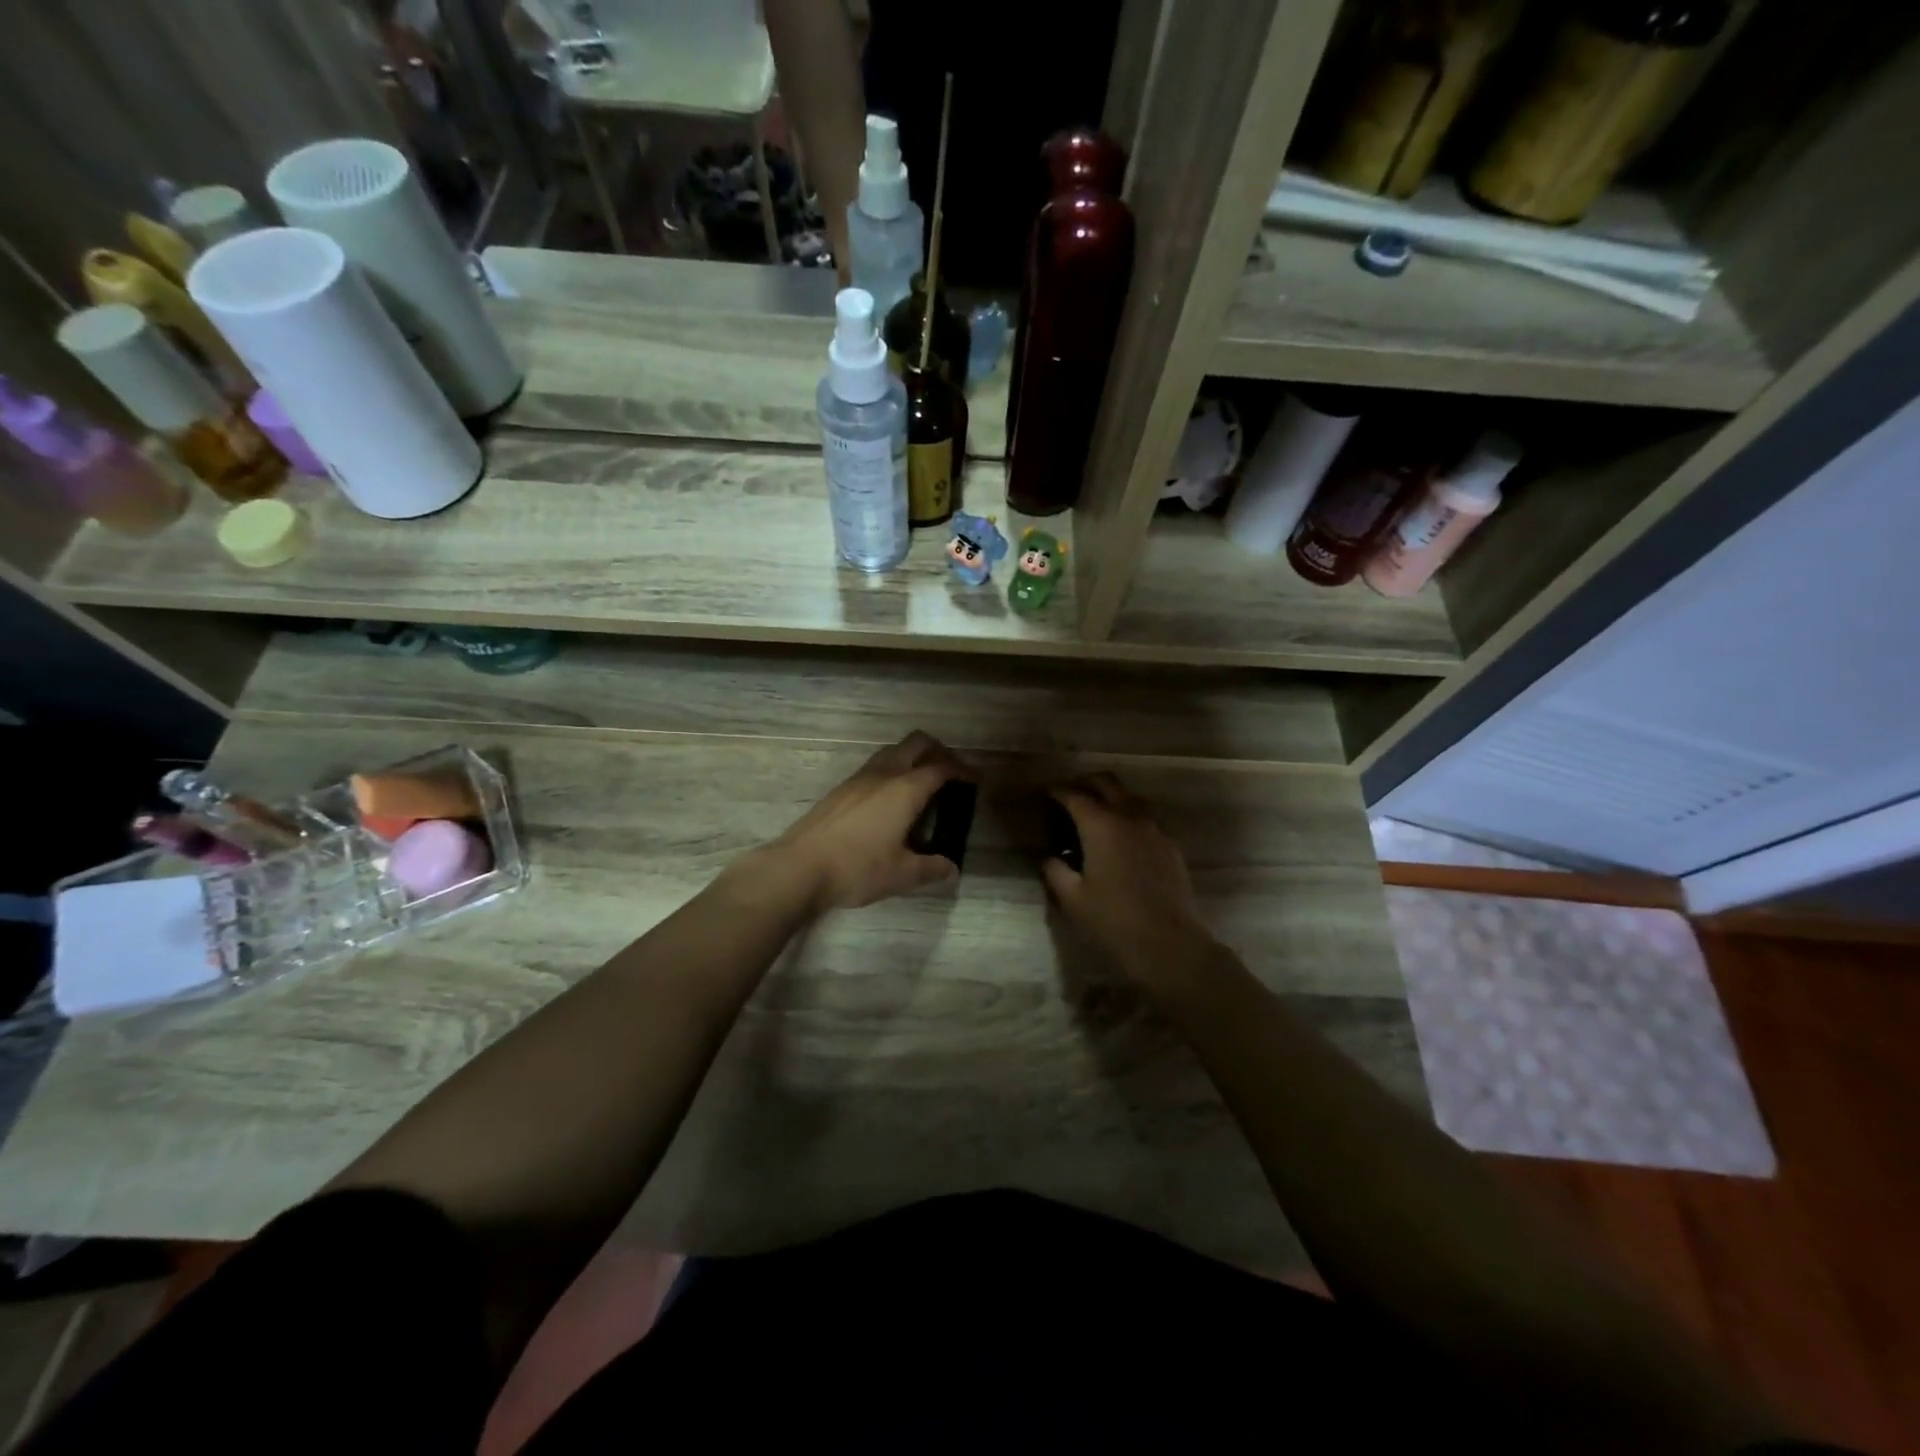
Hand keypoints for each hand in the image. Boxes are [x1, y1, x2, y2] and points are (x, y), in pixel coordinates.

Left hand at [770, 731, 971, 911]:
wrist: (799, 867)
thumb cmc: (857, 868)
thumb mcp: (901, 874)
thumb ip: (931, 869)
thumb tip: (951, 869)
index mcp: (905, 789)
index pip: (942, 768)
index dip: (963, 770)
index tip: (977, 780)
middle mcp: (884, 774)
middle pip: (917, 744)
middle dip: (939, 752)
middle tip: (952, 773)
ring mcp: (859, 778)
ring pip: (893, 751)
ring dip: (913, 758)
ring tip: (923, 784)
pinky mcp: (842, 789)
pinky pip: (876, 766)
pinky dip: (893, 771)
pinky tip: (892, 800)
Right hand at [1041, 773, 1218, 993]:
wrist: (1168, 942)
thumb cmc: (1112, 919)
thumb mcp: (1072, 898)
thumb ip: (1055, 871)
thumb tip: (1050, 858)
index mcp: (1100, 825)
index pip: (1074, 795)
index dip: (1058, 791)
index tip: (1047, 794)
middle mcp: (1129, 816)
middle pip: (1106, 782)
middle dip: (1086, 783)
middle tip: (1071, 796)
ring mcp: (1154, 827)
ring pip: (1130, 796)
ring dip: (1111, 797)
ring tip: (1097, 816)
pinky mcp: (1171, 843)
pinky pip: (1146, 817)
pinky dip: (1130, 816)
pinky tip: (1122, 838)